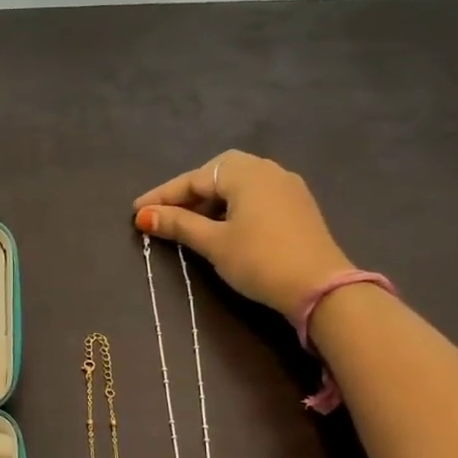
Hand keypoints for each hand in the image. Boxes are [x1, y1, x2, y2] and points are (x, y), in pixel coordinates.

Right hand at [135, 151, 353, 319]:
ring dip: (210, 201)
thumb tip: (143, 216)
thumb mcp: (213, 243)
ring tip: (188, 224)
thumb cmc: (259, 260)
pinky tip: (222, 227)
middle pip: (217, 175)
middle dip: (188, 193)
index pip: (194, 179)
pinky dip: (232, 207)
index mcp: (245, 173)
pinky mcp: (297, 207)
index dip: (163, 196)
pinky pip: (255, 196)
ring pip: (237, 185)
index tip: (136, 212)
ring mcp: (287, 187)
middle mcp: (267, 170)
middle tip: (165, 214)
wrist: (320, 288)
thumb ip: (178, 225)